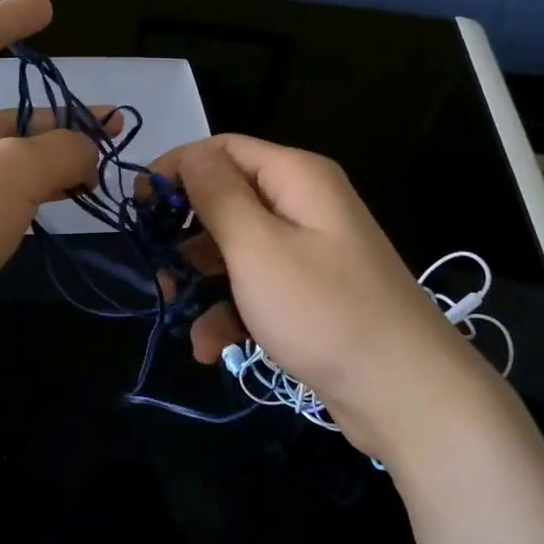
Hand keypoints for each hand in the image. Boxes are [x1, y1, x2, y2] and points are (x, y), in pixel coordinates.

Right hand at [154, 136, 510, 459]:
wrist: (405, 393)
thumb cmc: (322, 310)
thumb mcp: (257, 247)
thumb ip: (218, 195)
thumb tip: (191, 155)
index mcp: (297, 177)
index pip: (223, 149)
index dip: (177, 169)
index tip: (138, 207)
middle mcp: (305, 205)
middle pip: (227, 199)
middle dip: (186, 233)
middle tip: (155, 267)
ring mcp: (309, 252)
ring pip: (236, 250)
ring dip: (201, 280)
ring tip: (175, 311)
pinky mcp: (310, 295)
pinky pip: (257, 288)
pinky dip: (230, 312)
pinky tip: (211, 348)